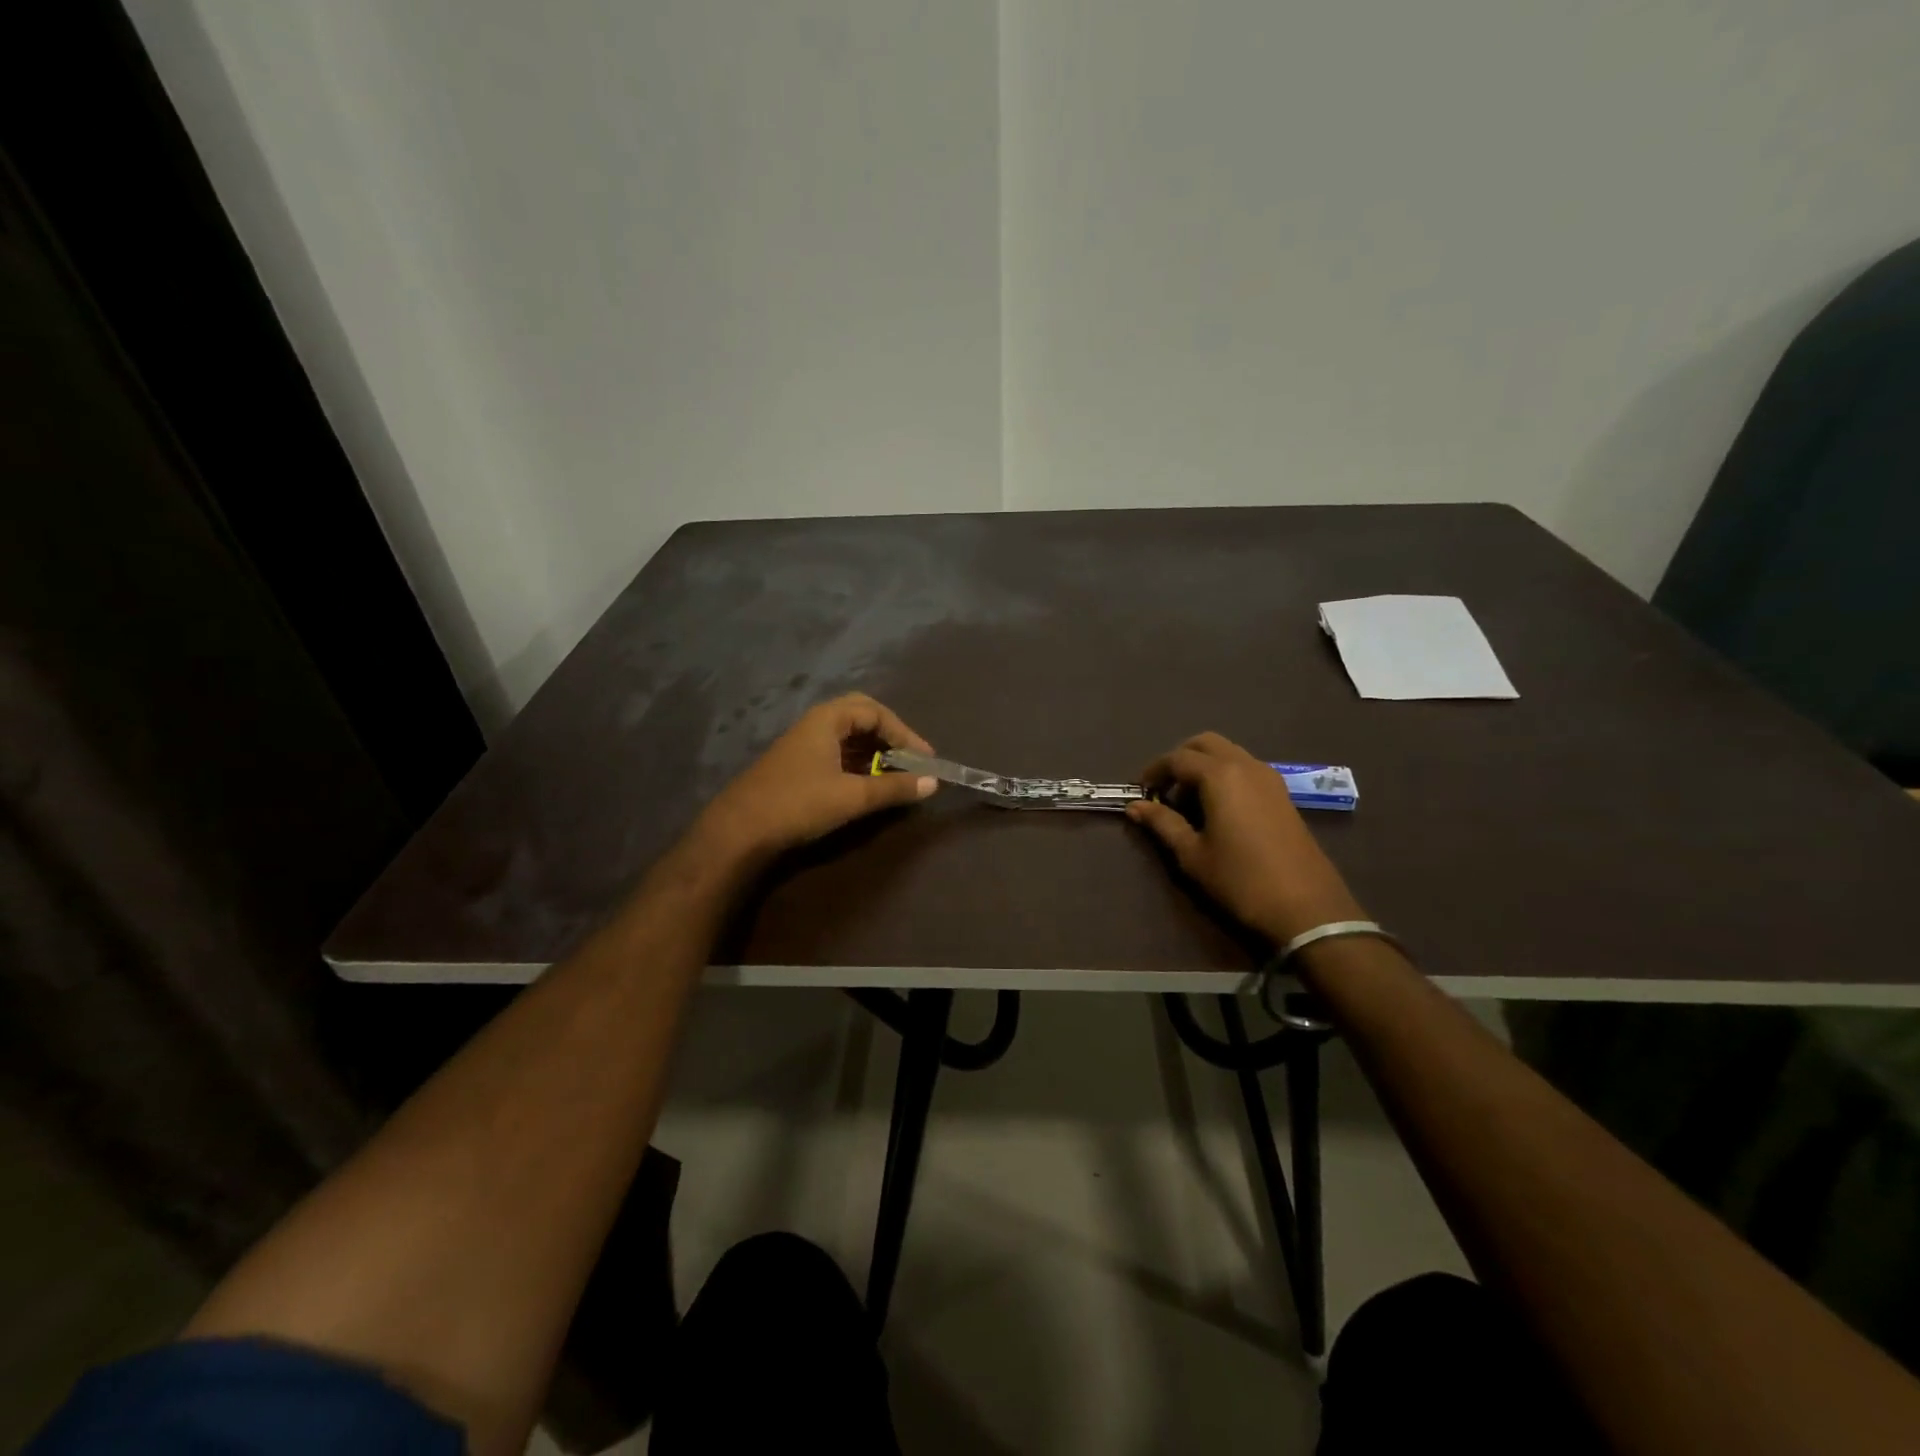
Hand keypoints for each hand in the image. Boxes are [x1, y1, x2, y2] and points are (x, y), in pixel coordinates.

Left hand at [692, 693, 938, 860]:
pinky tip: (867, 785)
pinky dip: (857, 764)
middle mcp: (814, 724)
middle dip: (889, 735)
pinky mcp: (796, 766)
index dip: (904, 733)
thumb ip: (894, 788)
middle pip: (860, 717)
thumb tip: (934, 783)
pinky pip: (835, 754)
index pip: (876, 712)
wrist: (739, 831)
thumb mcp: (852, 797)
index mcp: (827, 719)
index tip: (924, 759)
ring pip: (847, 737)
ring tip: (895, 775)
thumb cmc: (798, 804)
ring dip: (874, 751)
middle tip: (910, 758)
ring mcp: (802, 745)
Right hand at [1127, 732, 1365, 944]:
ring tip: (1189, 801)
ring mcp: (1269, 778)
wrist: (1306, 907)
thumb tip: (1135, 806)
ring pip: (1229, 753)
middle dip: (1180, 759)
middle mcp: (1246, 766)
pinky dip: (1225, 774)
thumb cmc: (1240, 880)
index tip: (1140, 792)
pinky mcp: (1283, 794)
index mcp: (1220, 776)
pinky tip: (1218, 808)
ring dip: (1204, 765)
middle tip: (1164, 789)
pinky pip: (1246, 768)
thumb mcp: (1193, 854)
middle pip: (1205, 743)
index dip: (1154, 771)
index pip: (1177, 758)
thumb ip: (1163, 823)